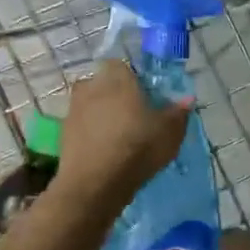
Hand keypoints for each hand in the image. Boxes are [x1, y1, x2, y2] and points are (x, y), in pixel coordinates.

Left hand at [56, 61, 191, 206]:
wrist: (95, 183)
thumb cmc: (137, 147)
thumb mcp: (169, 132)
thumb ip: (178, 112)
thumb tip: (186, 99)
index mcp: (117, 77)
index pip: (124, 66)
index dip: (135, 81)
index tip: (146, 99)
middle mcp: (91, 85)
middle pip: (105, 85)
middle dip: (117, 97)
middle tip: (135, 119)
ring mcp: (73, 108)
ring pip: (92, 105)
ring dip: (102, 116)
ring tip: (119, 138)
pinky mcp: (63, 132)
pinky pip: (82, 126)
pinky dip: (92, 134)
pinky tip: (104, 151)